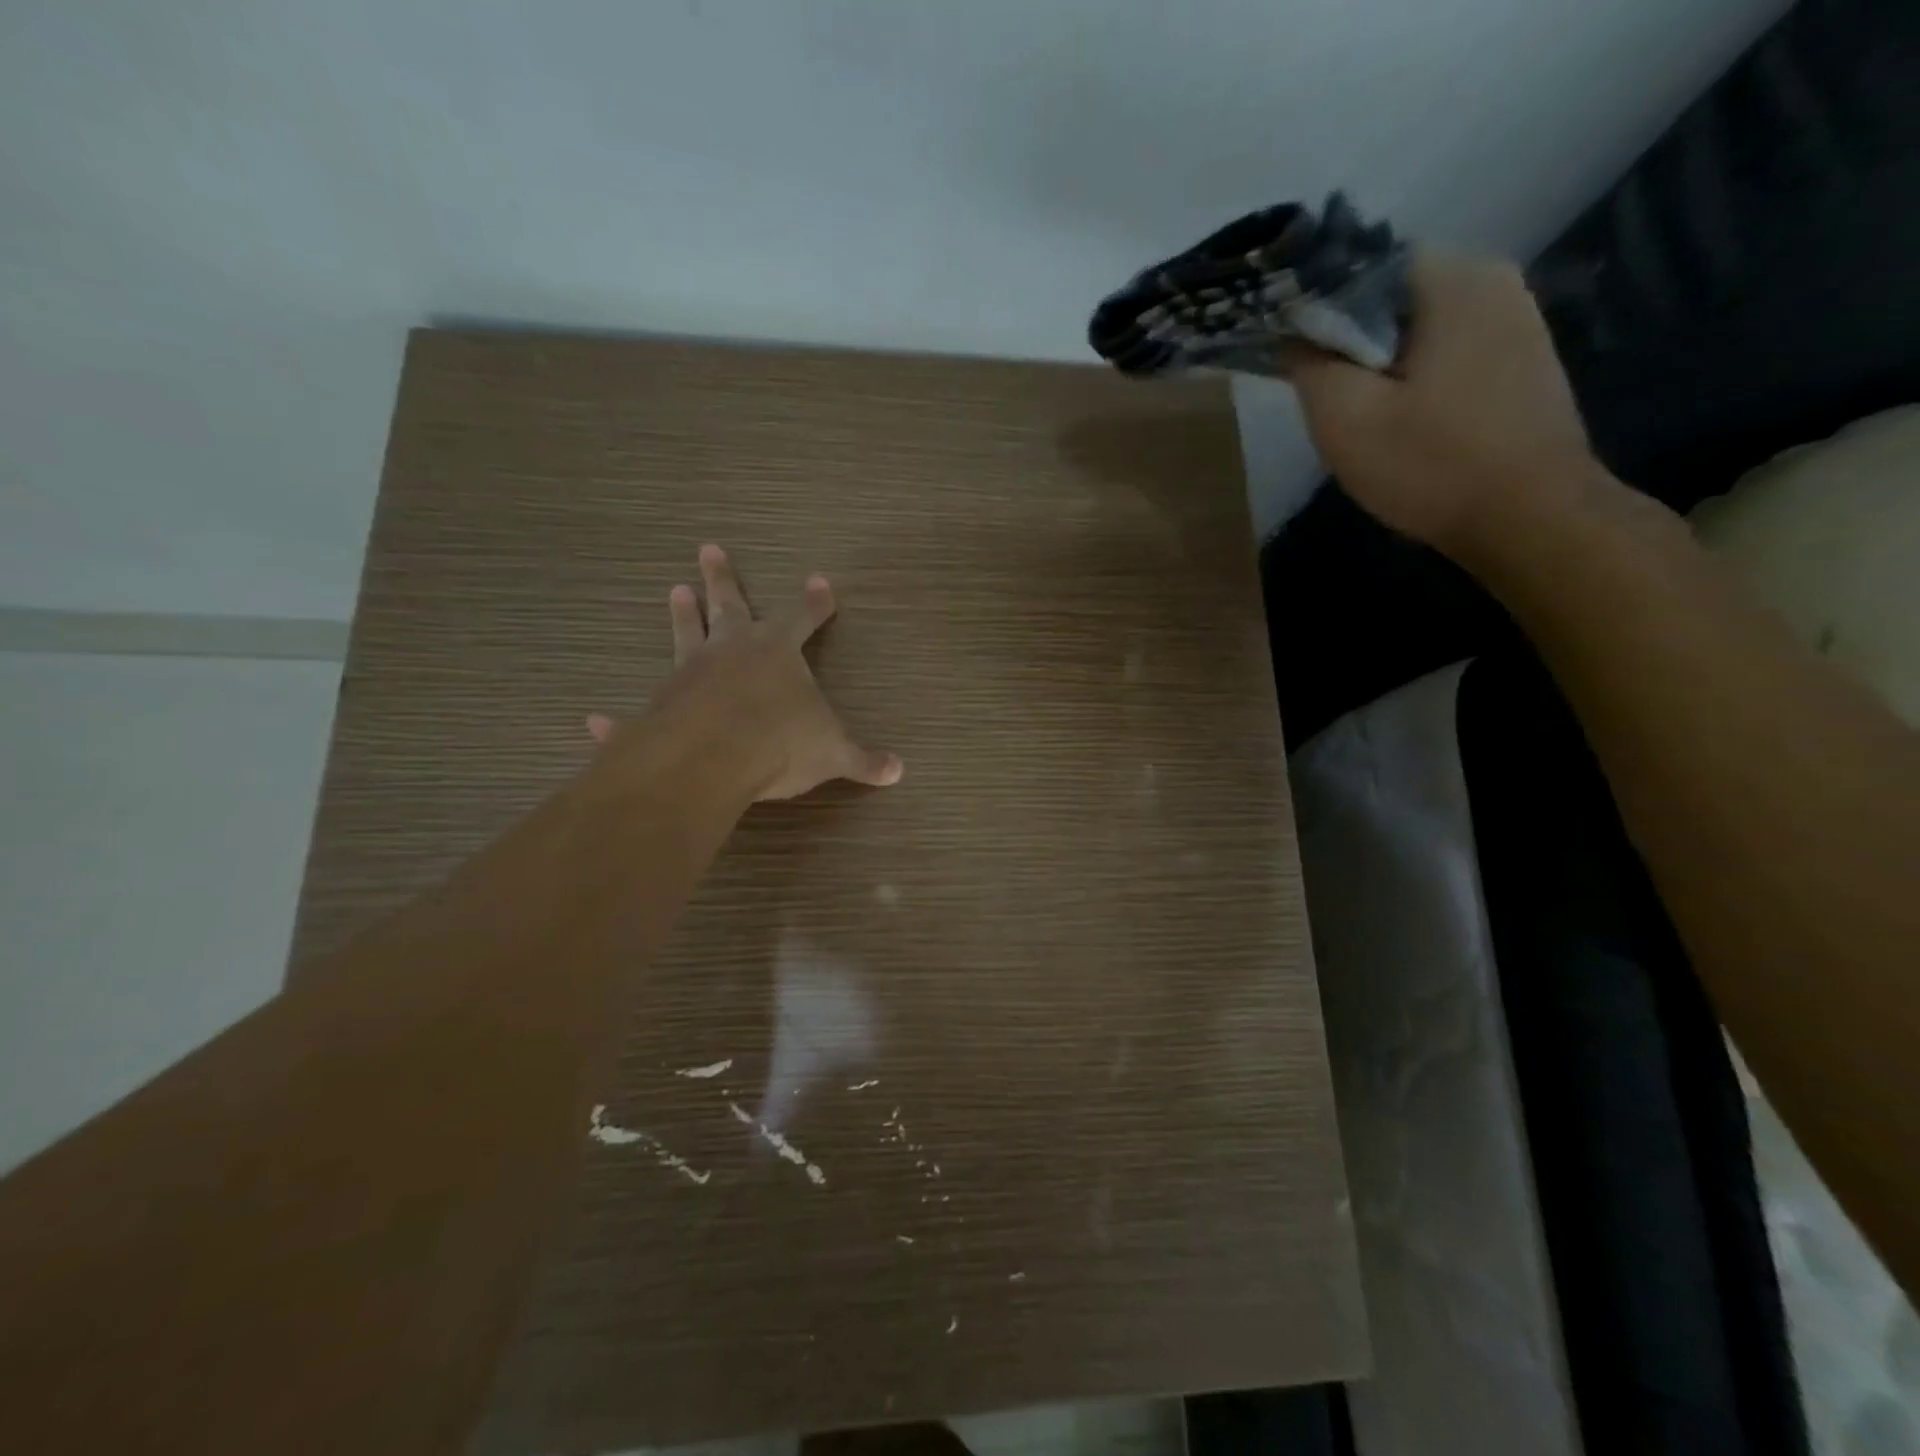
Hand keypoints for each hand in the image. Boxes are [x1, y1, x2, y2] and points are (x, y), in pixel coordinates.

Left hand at [588, 544, 902, 801]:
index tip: (820, 582)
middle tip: (708, 549)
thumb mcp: (832, 753)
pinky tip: (596, 721)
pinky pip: (639, 709)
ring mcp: (690, 672)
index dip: (815, 603)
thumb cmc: (780, 742)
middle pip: (731, 605)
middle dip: (724, 579)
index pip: (803, 618)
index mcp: (777, 653)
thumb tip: (899, 771)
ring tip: (674, 590)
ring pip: (685, 633)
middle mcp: (732, 651)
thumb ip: (864, 760)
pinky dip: (618, 719)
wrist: (712, 757)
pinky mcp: (658, 705)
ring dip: (681, 614)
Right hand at [1285, 251, 1603, 559]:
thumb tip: (1294, 331)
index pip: (1360, 267)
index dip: (1315, 308)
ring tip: (1360, 415)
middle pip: (1390, 298)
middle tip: (1323, 398)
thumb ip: (1309, 363)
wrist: (1529, 518)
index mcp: (1453, 278)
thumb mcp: (1345, 418)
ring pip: (1418, 328)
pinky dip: (1414, 377)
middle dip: (1348, 341)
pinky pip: (1447, 352)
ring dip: (1380, 364)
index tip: (1291, 356)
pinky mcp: (1523, 360)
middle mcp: (1494, 281)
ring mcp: (1517, 320)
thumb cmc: (1431, 464)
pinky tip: (1403, 423)